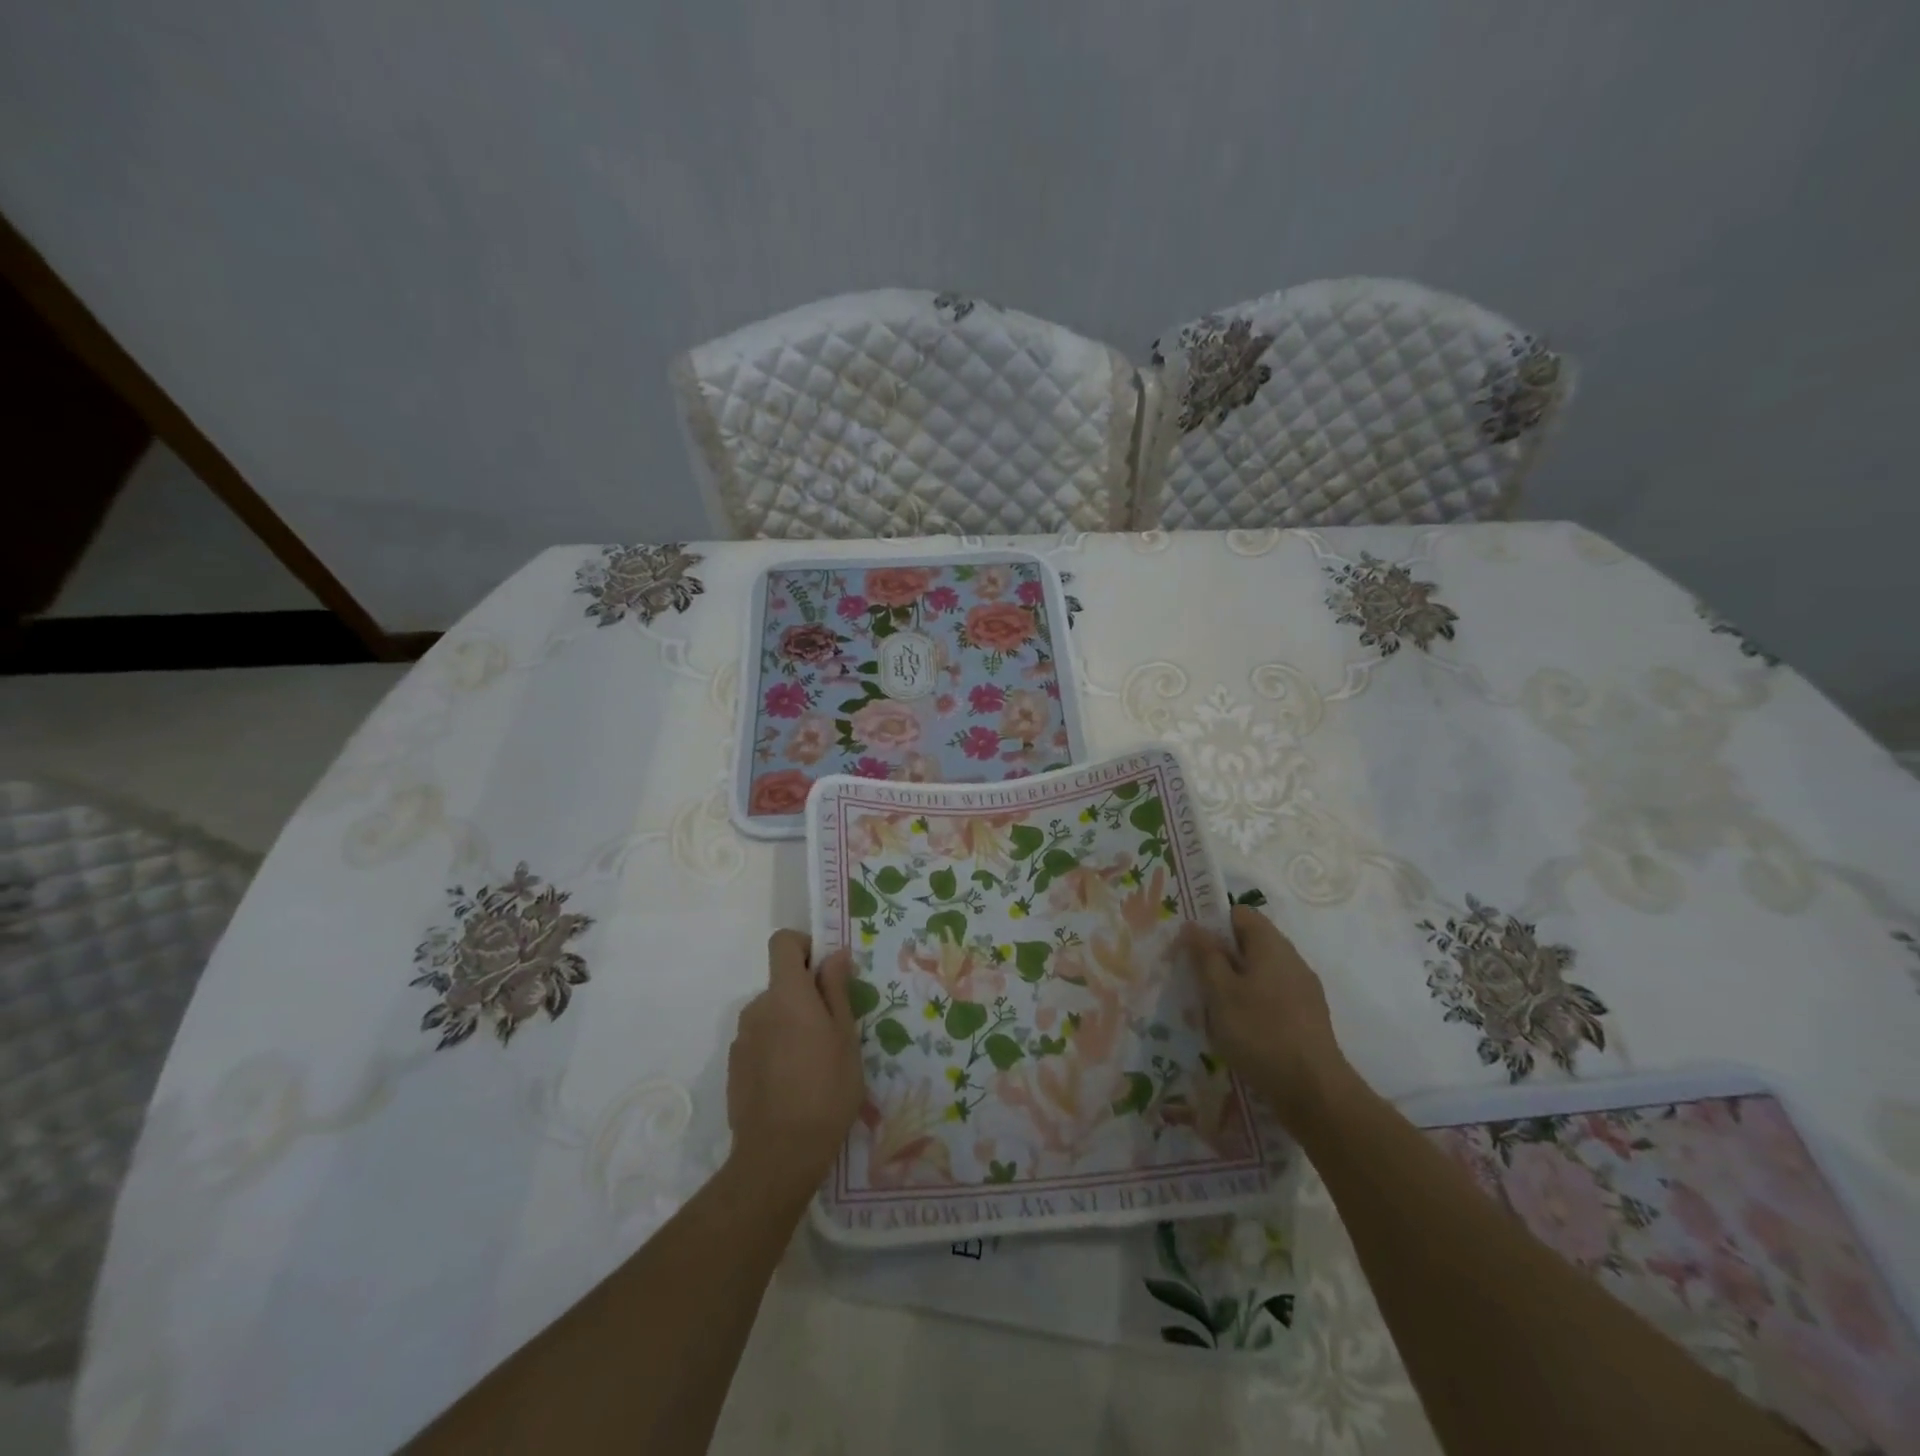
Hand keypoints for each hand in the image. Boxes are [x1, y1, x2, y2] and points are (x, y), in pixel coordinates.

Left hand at [725, 931, 865, 1200]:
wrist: (779, 1154)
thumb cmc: (826, 1089)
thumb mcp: (845, 1037)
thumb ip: (836, 990)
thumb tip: (834, 954)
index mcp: (786, 993)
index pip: (783, 942)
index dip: (804, 947)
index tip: (825, 971)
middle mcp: (757, 1007)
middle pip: (781, 982)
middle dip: (805, 995)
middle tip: (832, 1030)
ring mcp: (741, 1038)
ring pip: (771, 1014)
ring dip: (791, 1024)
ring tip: (814, 1062)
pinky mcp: (734, 1066)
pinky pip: (759, 1040)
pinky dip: (776, 1047)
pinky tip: (792, 1082)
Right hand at [1181, 905, 1353, 1127]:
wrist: (1314, 1092)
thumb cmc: (1260, 1032)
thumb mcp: (1220, 992)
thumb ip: (1205, 955)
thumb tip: (1193, 925)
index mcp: (1271, 945)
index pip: (1239, 914)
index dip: (1212, 924)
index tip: (1191, 948)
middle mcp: (1291, 959)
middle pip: (1249, 943)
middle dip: (1220, 958)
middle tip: (1196, 981)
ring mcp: (1303, 989)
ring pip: (1259, 972)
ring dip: (1234, 984)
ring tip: (1213, 1011)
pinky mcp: (1307, 1017)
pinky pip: (1272, 996)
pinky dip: (1252, 1004)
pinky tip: (1239, 1031)